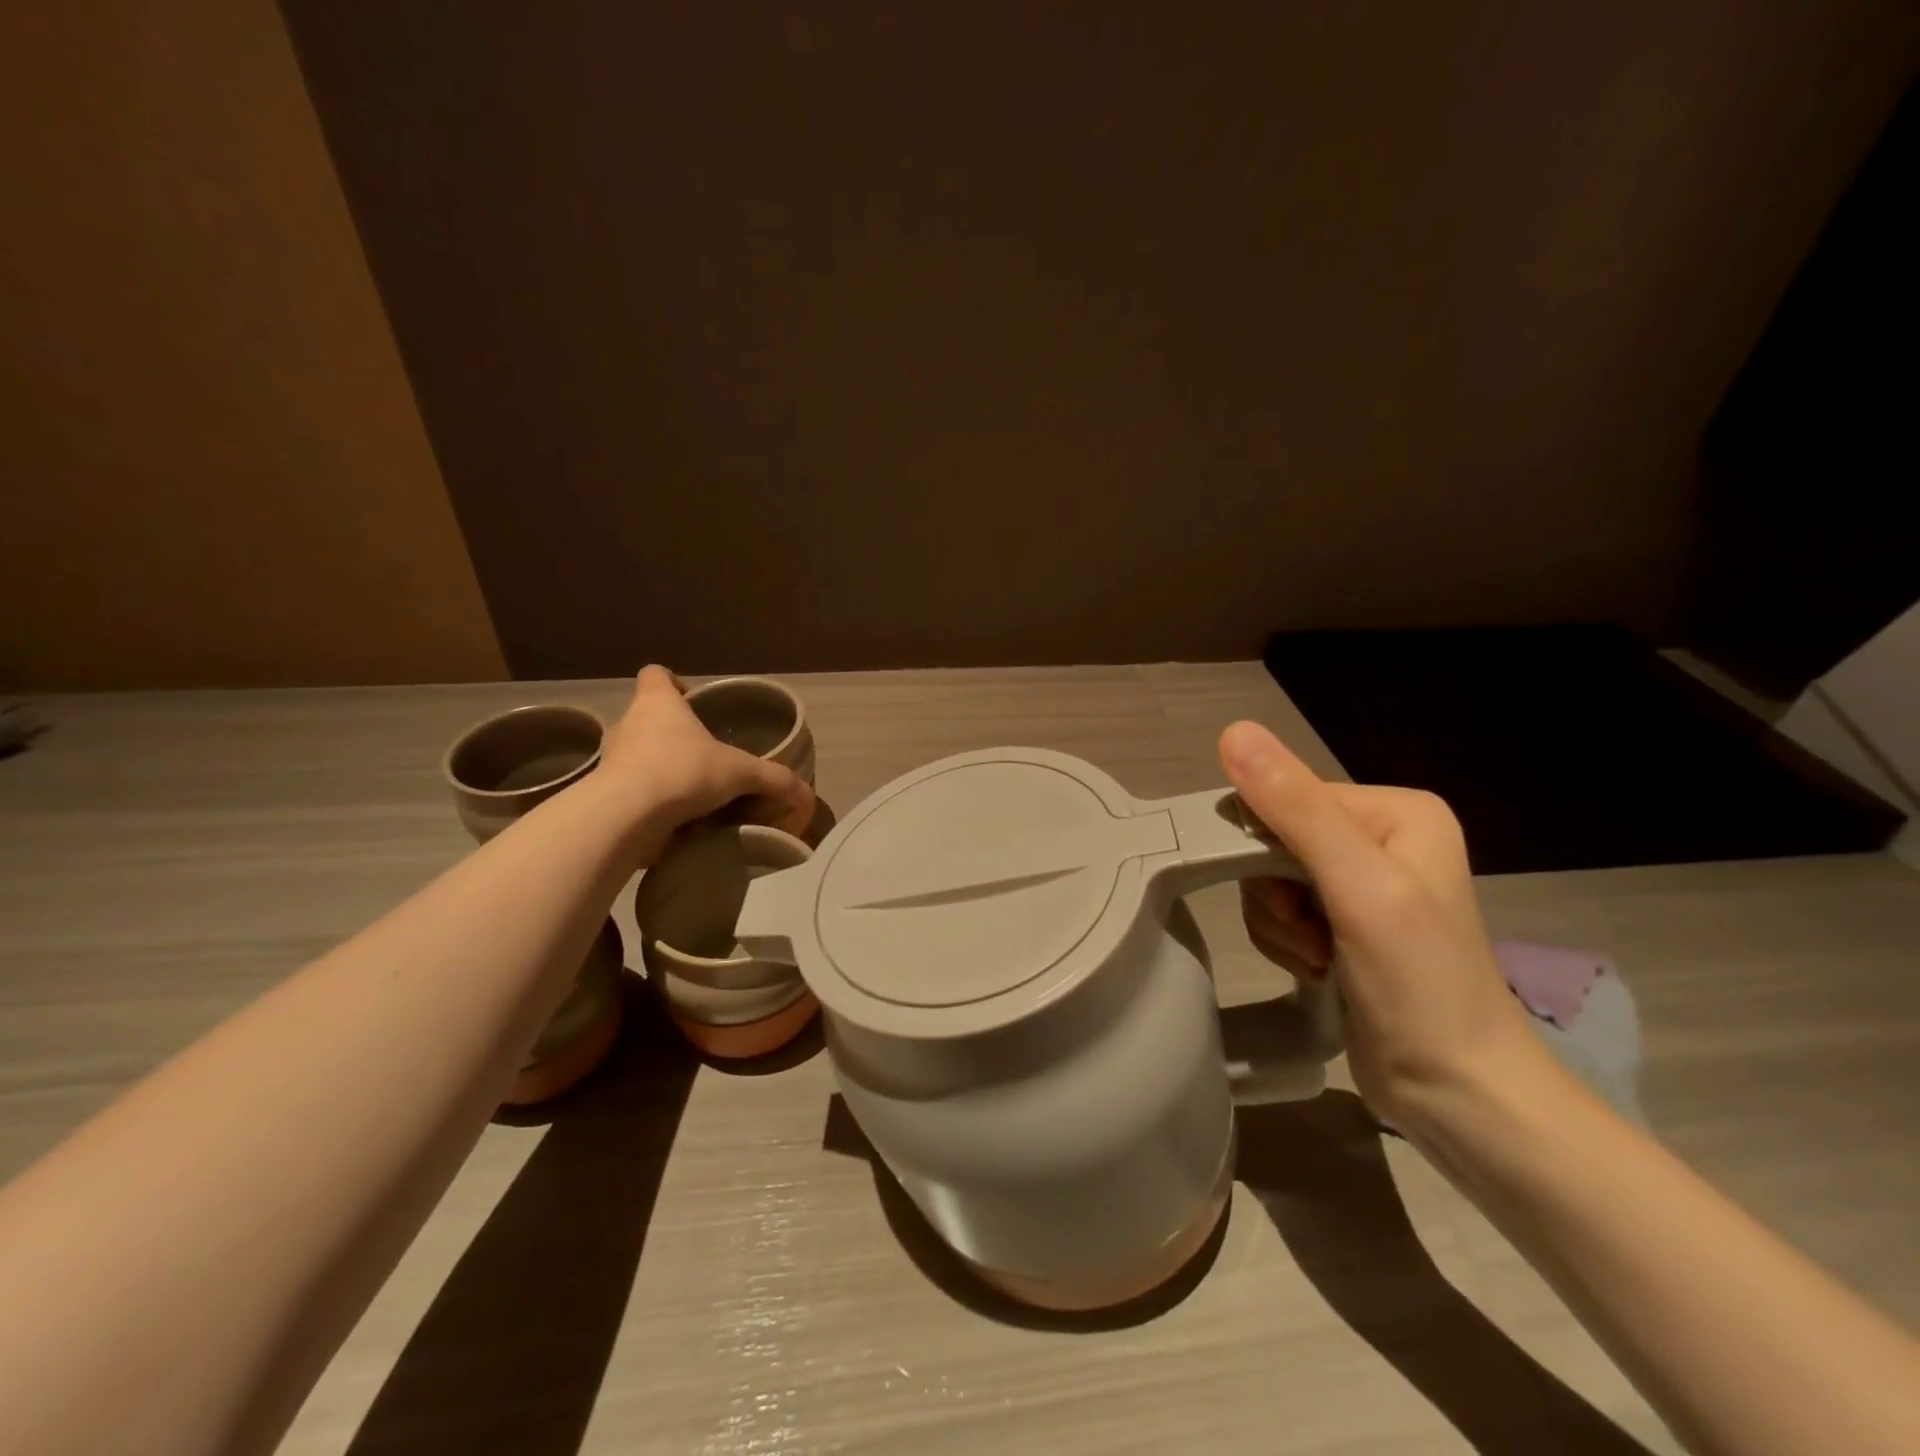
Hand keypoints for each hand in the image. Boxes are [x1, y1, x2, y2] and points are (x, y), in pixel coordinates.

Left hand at [597, 666, 811, 842]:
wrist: (625, 817)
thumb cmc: (683, 772)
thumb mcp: (740, 773)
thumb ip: (773, 779)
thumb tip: (805, 793)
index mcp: (658, 703)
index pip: (656, 675)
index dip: (674, 683)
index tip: (692, 700)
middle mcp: (630, 724)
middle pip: (650, 719)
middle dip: (676, 736)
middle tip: (706, 757)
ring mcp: (612, 761)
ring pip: (640, 757)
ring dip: (663, 771)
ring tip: (694, 795)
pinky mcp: (605, 795)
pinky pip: (633, 792)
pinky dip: (652, 803)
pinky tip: (677, 821)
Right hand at [1218, 720, 1541, 1124]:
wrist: (1459, 1095)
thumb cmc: (1420, 985)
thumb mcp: (1359, 887)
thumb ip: (1296, 809)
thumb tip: (1233, 731)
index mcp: (1395, 810)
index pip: (1287, 799)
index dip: (1266, 849)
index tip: (1291, 904)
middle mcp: (1379, 835)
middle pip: (1273, 840)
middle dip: (1275, 894)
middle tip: (1309, 936)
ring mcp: (1360, 882)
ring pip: (1267, 878)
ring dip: (1277, 924)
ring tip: (1317, 958)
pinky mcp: (1342, 922)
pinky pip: (1278, 909)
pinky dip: (1283, 941)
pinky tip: (1316, 968)